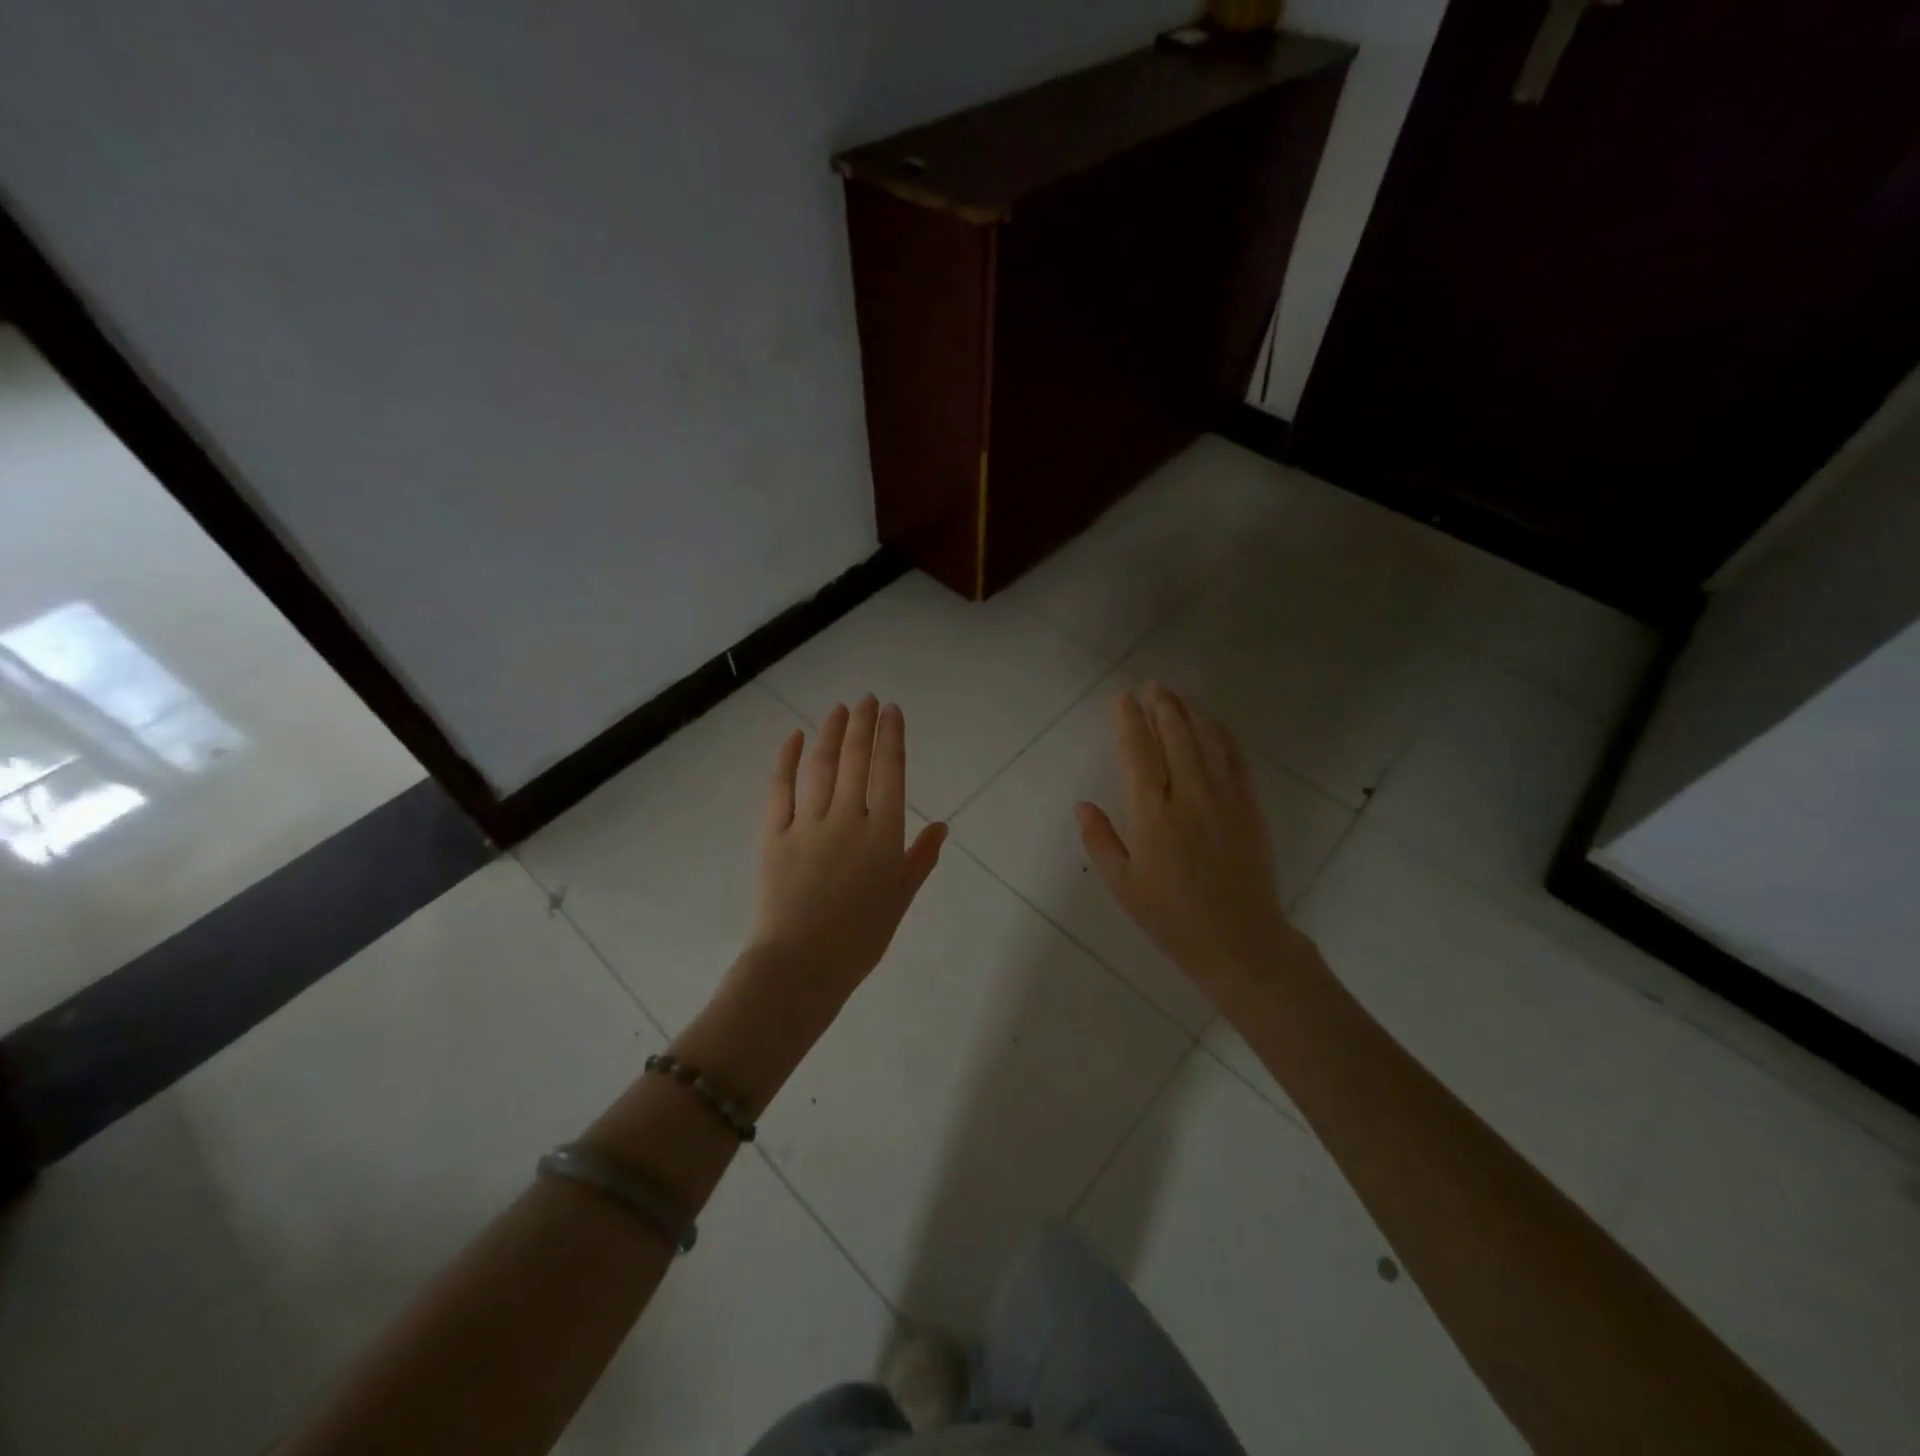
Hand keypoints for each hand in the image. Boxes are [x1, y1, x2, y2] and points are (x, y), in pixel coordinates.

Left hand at [745, 696, 946, 1018]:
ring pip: (820, 766)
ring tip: (837, 709)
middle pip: (855, 759)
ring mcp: (808, 824)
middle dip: (862, 724)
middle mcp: (848, 819)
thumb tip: (942, 827)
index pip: (890, 772)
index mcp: (883, 835)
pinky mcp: (774, 834)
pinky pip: (780, 788)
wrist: (800, 967)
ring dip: (829, 733)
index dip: (891, 737)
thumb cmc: (859, 939)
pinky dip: (786, 759)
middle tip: (866, 699)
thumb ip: (920, 860)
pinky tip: (793, 737)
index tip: (891, 711)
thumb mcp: (899, 900)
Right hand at [1075, 684, 1300, 1002]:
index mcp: (1152, 814)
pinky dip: (1223, 734)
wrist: (1240, 942)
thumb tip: (1082, 804)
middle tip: (1151, 685)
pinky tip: (1213, 724)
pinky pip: (1236, 759)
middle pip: (1175, 734)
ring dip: (1191, 712)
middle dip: (1161, 704)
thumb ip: (1100, 840)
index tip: (1122, 698)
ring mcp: (1225, 798)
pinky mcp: (1250, 807)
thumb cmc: (1171, 918)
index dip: (1129, 720)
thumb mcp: (1122, 885)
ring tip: (1177, 695)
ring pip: (1207, 739)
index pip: (1138, 751)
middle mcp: (1189, 796)